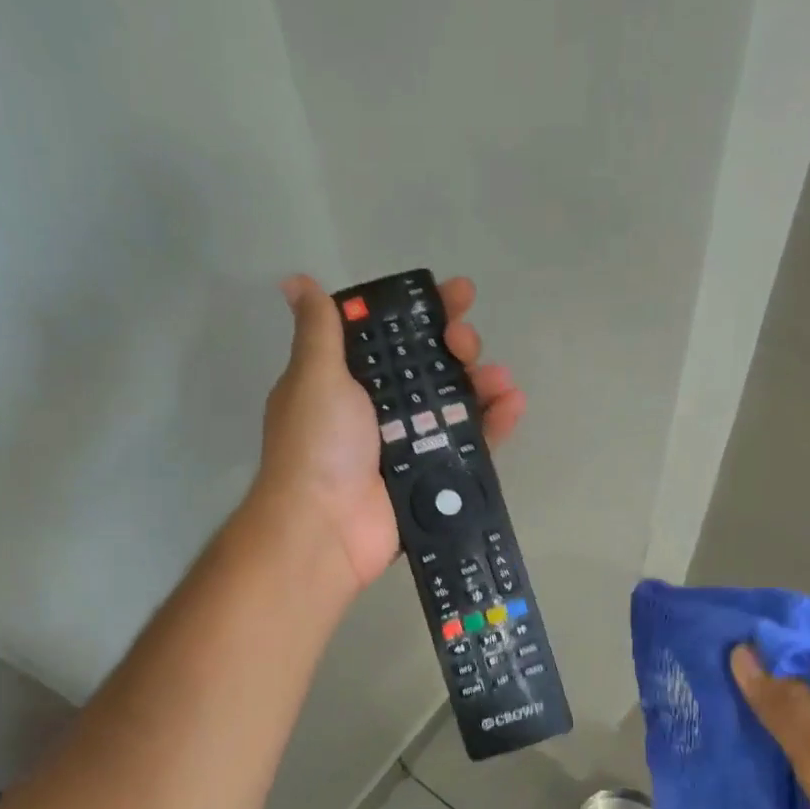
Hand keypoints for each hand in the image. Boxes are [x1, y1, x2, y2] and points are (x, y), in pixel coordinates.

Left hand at [256, 274, 527, 591]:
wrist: (325, 528)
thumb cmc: (318, 445)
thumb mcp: (314, 377)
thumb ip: (319, 330)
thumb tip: (296, 281)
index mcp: (349, 379)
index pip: (393, 334)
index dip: (425, 311)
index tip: (457, 292)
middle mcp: (380, 408)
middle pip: (430, 366)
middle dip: (456, 346)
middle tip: (465, 342)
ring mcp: (410, 444)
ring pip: (456, 403)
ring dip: (482, 383)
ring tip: (500, 377)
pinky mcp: (433, 476)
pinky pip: (471, 444)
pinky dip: (493, 424)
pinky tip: (513, 404)